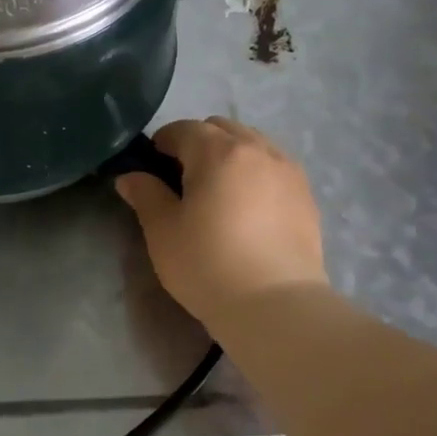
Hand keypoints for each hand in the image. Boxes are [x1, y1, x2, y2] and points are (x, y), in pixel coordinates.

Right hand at [115, 117, 328, 334]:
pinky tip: (249, 206)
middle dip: (198, 142)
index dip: (162, 143)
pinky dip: (256, 172)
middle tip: (184, 178)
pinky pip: (274, 167)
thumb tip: (130, 177)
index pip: (183, 129)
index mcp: (217, 151)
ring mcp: (287, 170)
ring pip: (252, 143)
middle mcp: (256, 149)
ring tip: (220, 191)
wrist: (276, 306)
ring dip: (230, 154)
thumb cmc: (208, 264)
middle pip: (221, 128)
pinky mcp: (306, 195)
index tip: (152, 166)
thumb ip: (146, 195)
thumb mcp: (163, 231)